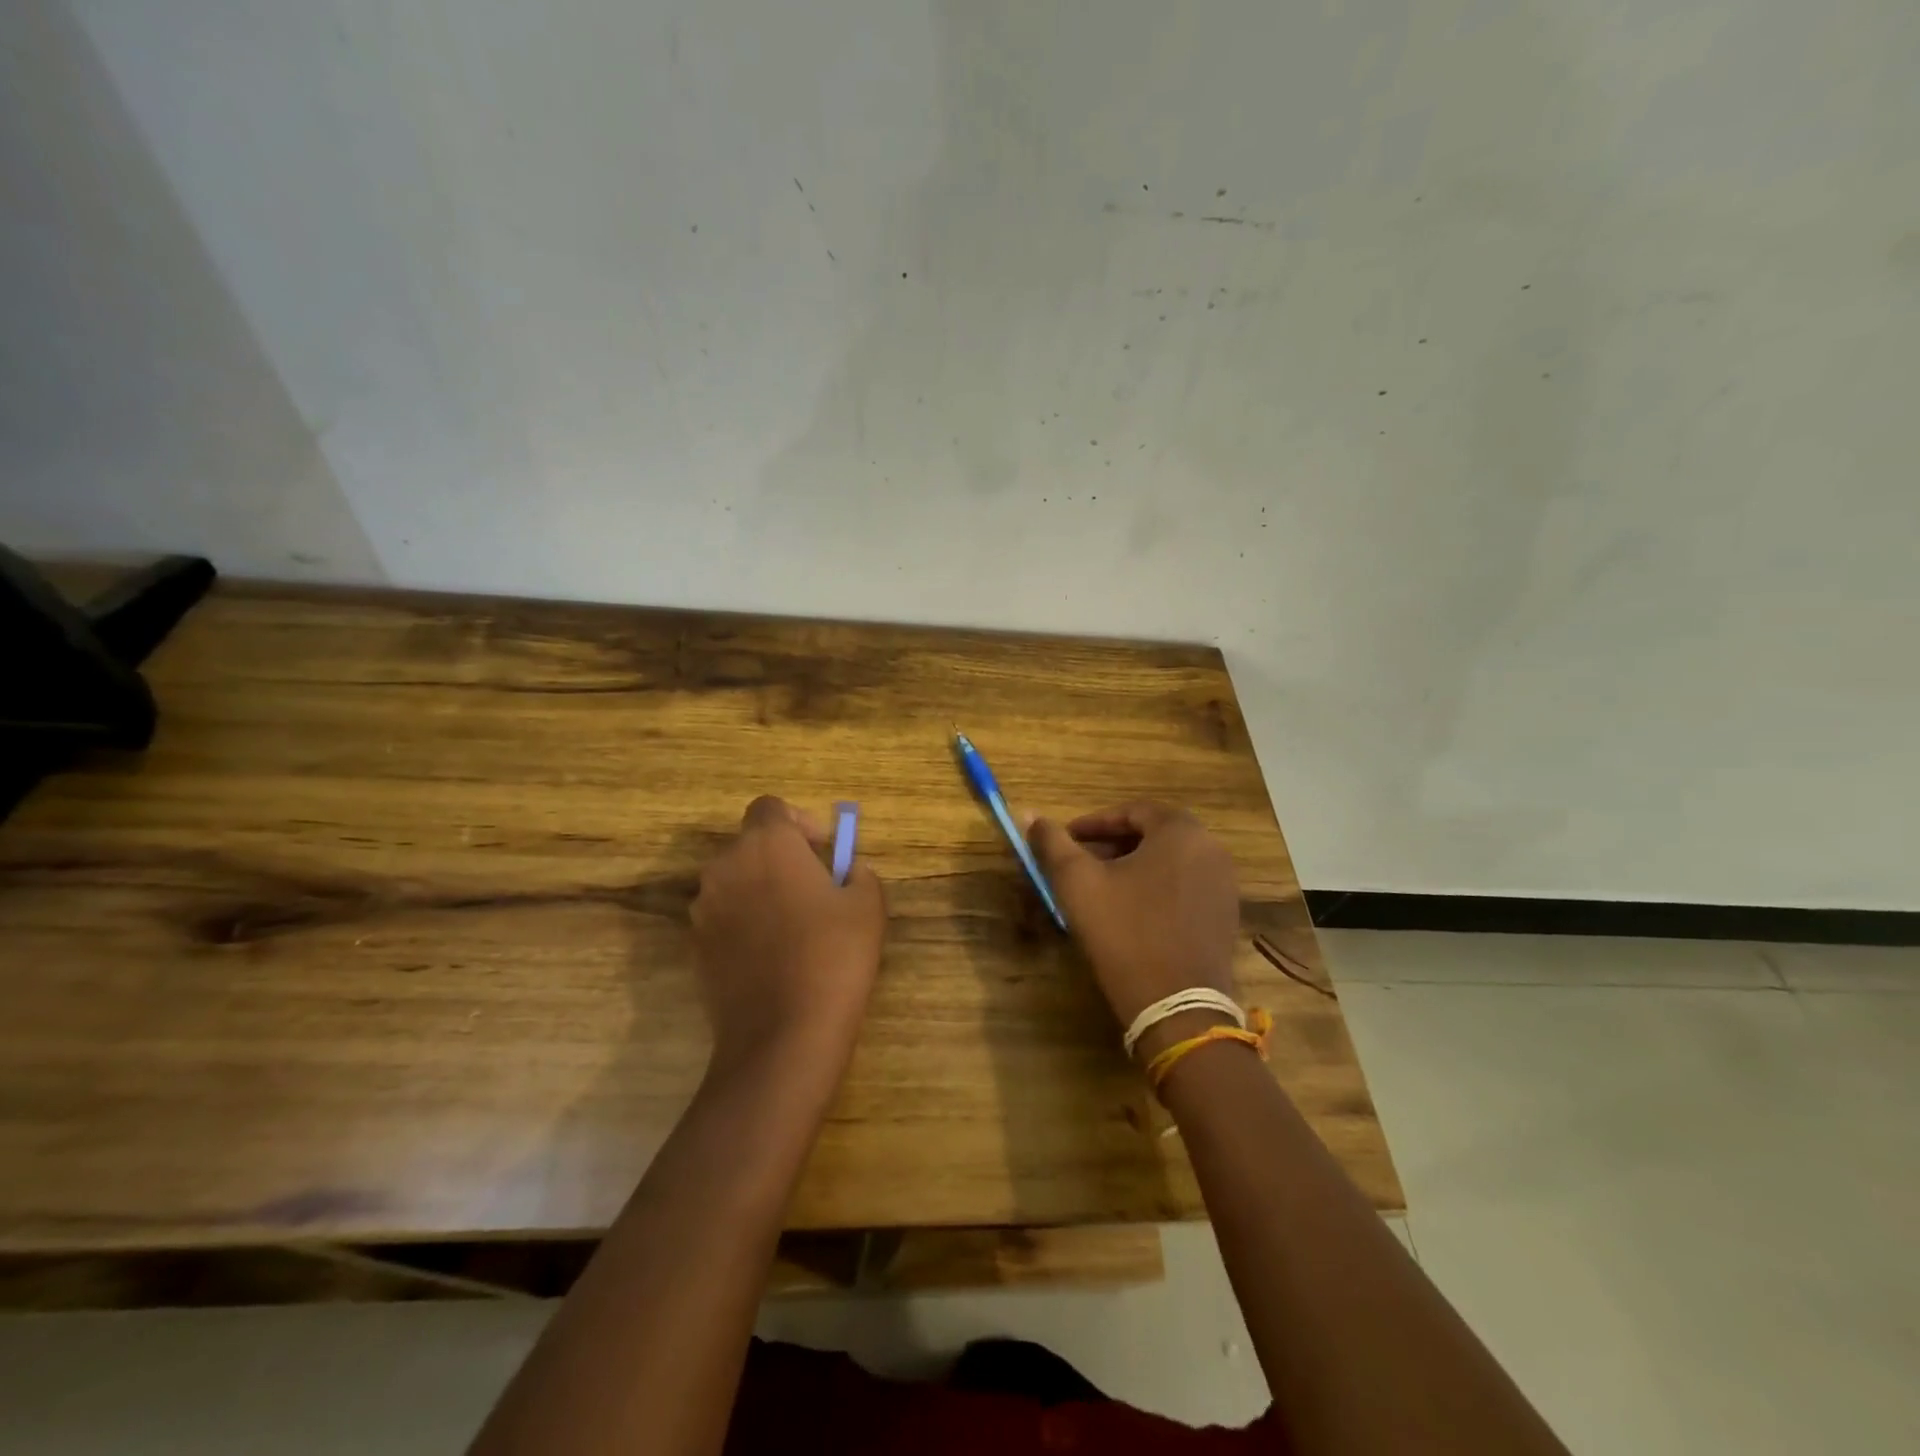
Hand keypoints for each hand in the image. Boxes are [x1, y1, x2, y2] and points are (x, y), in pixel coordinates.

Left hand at [690, 796, 885, 1078]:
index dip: (798, 821)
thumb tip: (847, 871)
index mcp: (767, 845)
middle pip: (750, 845)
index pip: (770, 806)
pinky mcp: (695, 945)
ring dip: (761, 889)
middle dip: (781, 857)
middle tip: (815, 889)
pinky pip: (724, 917)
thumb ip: (859, 873)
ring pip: (735, 881)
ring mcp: (704, 908)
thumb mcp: (867, 906)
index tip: (822, 851)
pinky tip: (772, 957)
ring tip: (794, 927)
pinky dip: (745, 922)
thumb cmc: (833, 957)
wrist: (783, 1036)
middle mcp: (726, 866)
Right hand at [1027, 801, 1240, 1035]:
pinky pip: (1185, 887)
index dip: (1093, 823)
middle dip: (1112, 845)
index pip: (1131, 811)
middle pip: (1153, 834)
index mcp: (1181, 831)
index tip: (1065, 840)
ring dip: (1133, 867)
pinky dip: (1155, 889)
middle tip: (1079, 863)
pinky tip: (1130, 914)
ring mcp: (1224, 885)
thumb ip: (1052, 843)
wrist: (1178, 1006)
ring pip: (1169, 862)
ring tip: (1100, 889)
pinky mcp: (1225, 917)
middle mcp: (1211, 849)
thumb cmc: (1125, 933)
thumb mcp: (1078, 882)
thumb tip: (1029, 814)